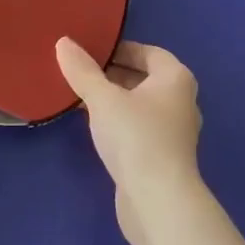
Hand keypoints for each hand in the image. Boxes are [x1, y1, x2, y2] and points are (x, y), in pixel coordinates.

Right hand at [55, 38, 203, 244]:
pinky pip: (138, 128)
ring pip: (140, 105)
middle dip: (113, 74)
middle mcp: (181, 101)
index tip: (90, 52)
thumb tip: (64, 42)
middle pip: (144, 78)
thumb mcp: (103, 99)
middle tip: (80, 73)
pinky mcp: (163, 157)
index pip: (147, 52)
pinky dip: (118, 122)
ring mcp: (174, 132)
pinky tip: (94, 127)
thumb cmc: (135, 137)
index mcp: (176, 78)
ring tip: (81, 97)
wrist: (157, 202)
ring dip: (113, 100)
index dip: (119, 49)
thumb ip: (82, 71)